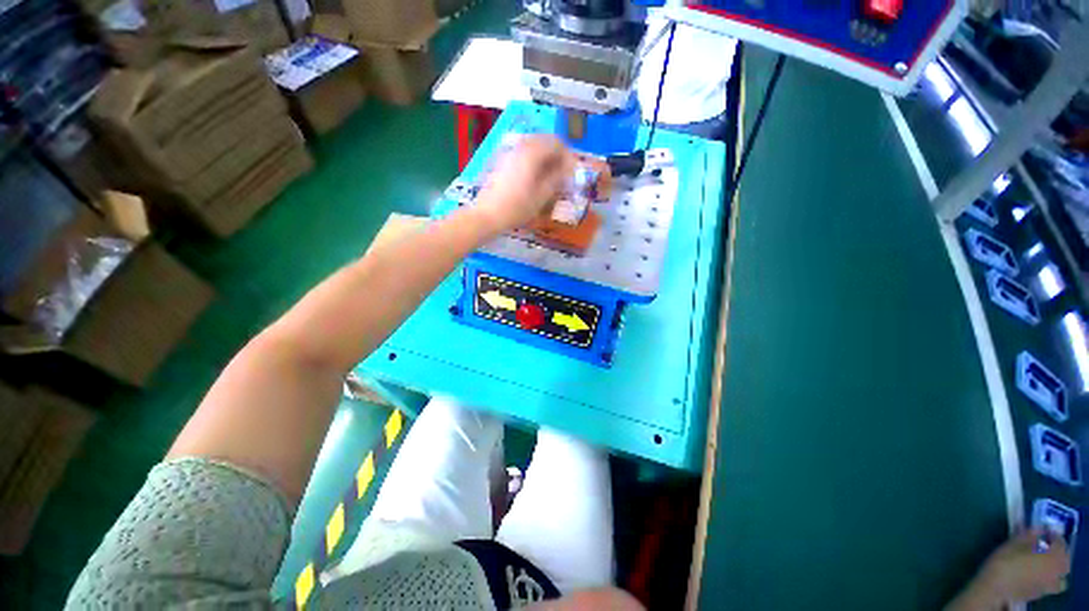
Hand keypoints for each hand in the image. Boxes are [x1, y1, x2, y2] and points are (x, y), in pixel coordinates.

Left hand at [472, 135, 577, 232]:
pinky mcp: (503, 160)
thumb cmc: (518, 207)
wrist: (488, 214)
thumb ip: (557, 177)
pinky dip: (534, 161)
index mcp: (532, 152)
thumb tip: (569, 167)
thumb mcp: (542, 195)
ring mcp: (509, 152)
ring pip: (533, 146)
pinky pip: (523, 153)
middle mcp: (521, 146)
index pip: (556, 142)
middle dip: (557, 155)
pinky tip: (535, 178)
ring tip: (550, 177)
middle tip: (563, 174)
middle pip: (544, 141)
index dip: (567, 155)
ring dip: (545, 158)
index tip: (572, 171)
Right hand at [955, 529, 1069, 608]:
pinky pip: (1051, 583)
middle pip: (1064, 559)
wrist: (996, 586)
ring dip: (1055, 566)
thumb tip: (1040, 528)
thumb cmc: (1007, 560)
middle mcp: (1058, 570)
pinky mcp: (1042, 592)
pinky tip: (1035, 575)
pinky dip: (1047, 577)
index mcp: (1055, 555)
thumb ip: (1031, 534)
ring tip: (1042, 562)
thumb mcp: (1015, 541)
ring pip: (1060, 575)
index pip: (1060, 541)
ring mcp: (1051, 584)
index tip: (1042, 531)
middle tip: (1044, 546)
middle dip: (1056, 552)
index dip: (1052, 535)